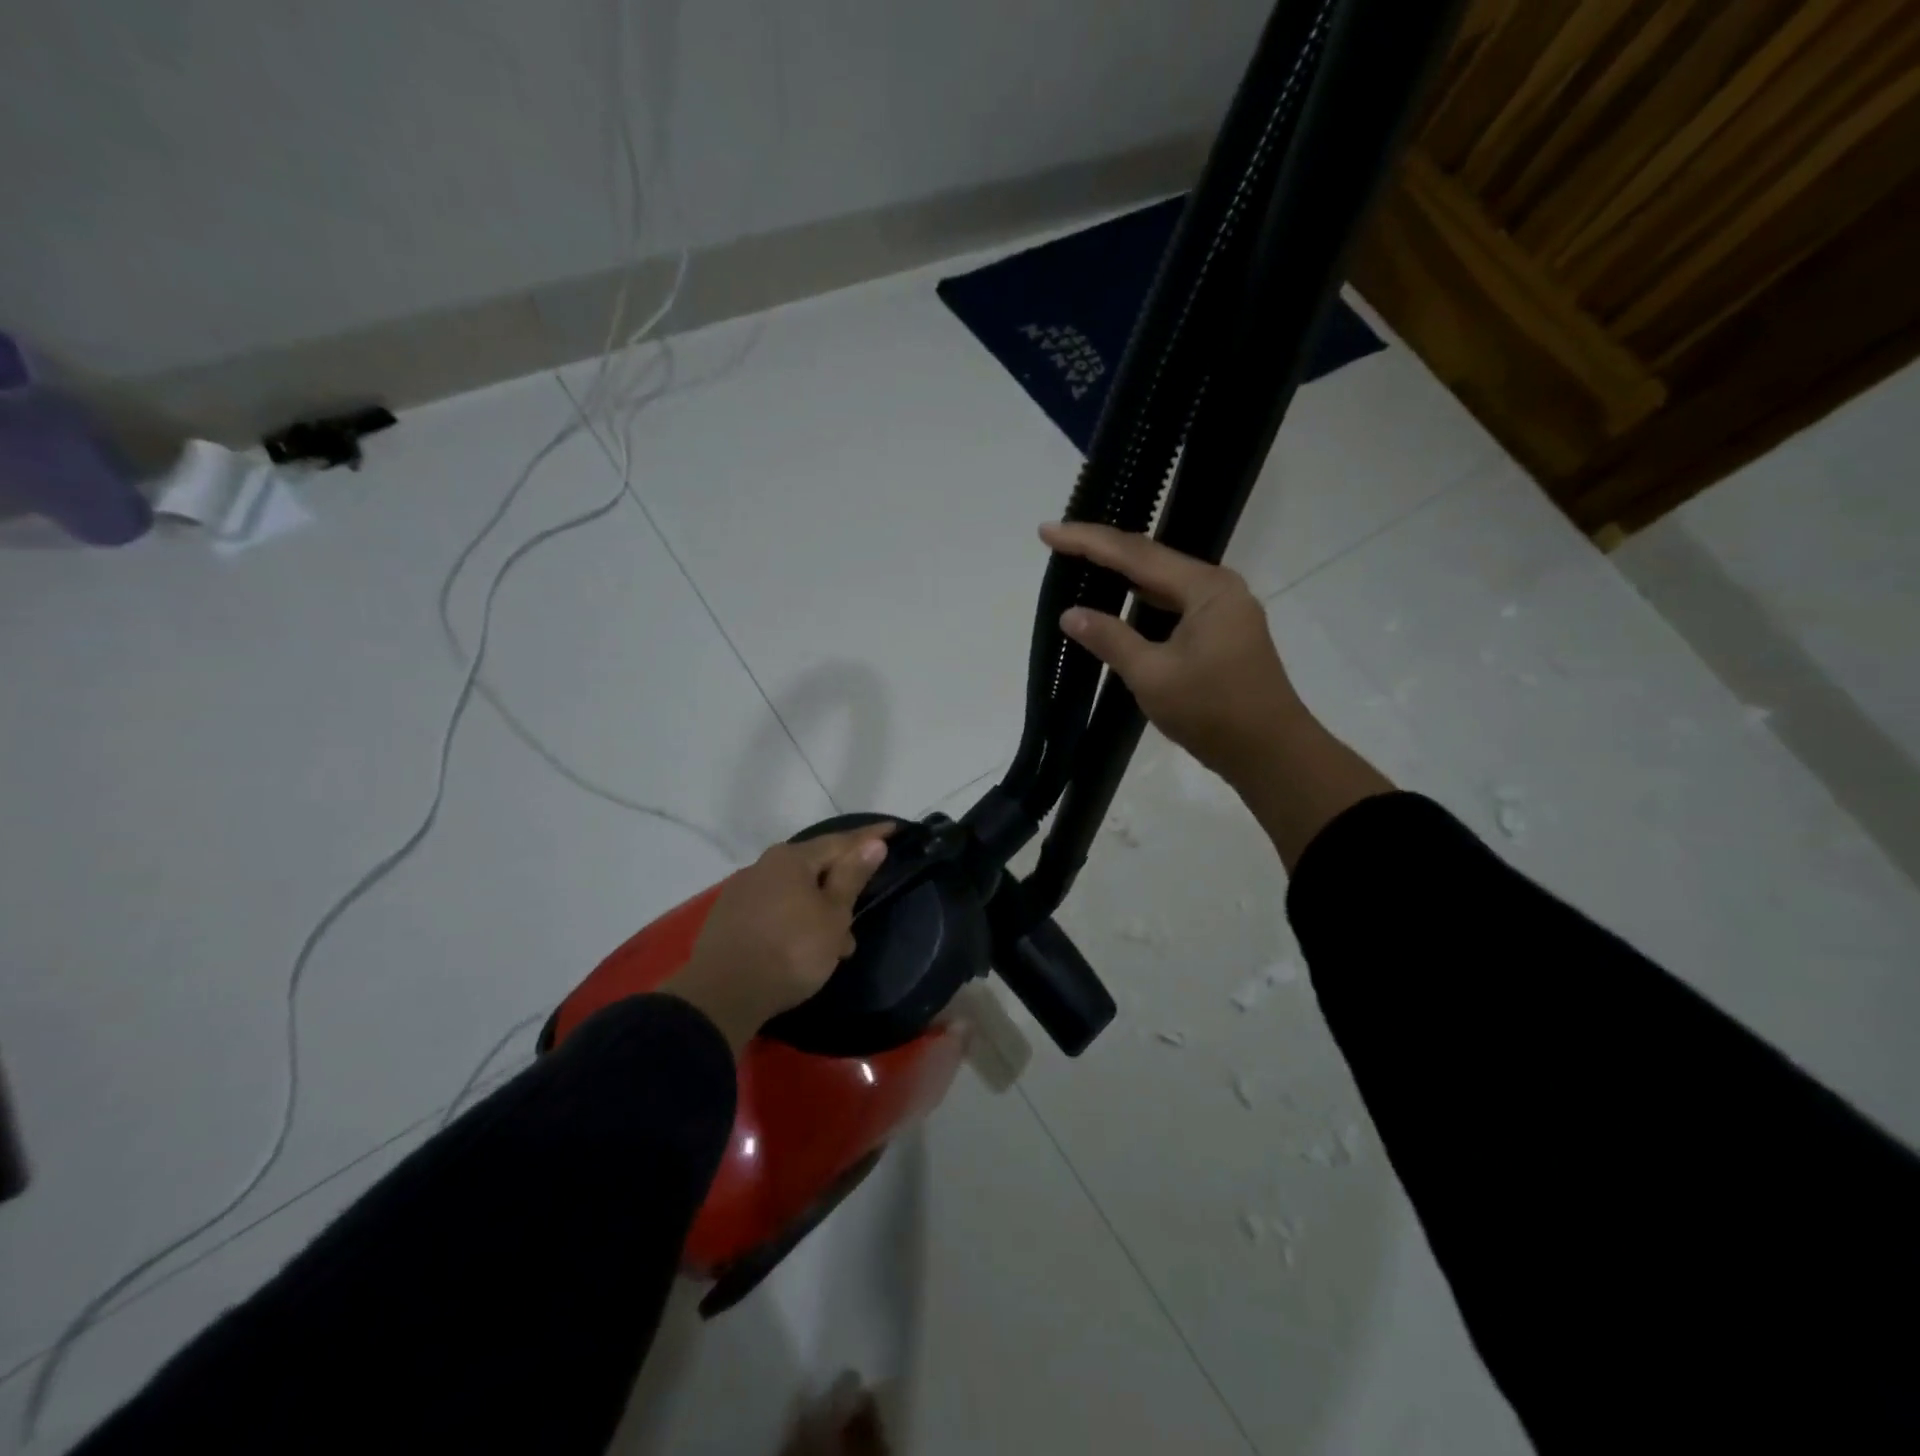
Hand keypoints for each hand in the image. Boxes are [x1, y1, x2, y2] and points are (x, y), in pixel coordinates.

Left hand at [662, 827, 892, 1052]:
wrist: (722, 995)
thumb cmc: (790, 951)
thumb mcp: (832, 916)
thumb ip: (852, 877)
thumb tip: (873, 842)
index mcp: (791, 858)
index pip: (840, 841)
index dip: (870, 837)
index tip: (893, 829)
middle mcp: (763, 865)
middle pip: (814, 866)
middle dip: (842, 884)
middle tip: (865, 901)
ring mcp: (742, 891)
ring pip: (794, 892)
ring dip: (820, 911)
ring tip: (839, 942)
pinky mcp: (729, 918)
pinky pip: (775, 910)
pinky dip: (796, 922)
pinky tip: (806, 948)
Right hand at [1040, 521, 1306, 784]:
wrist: (1271, 754)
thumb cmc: (1213, 712)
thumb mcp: (1153, 676)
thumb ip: (1111, 639)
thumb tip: (1070, 614)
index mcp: (1206, 588)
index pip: (1136, 554)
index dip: (1088, 541)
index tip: (1047, 532)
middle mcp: (1218, 588)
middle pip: (1150, 560)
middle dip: (1102, 551)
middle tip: (1057, 543)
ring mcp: (1222, 610)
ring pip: (1162, 583)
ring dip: (1121, 576)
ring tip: (1080, 565)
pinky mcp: (1220, 633)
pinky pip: (1172, 605)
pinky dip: (1141, 603)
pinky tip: (1118, 604)